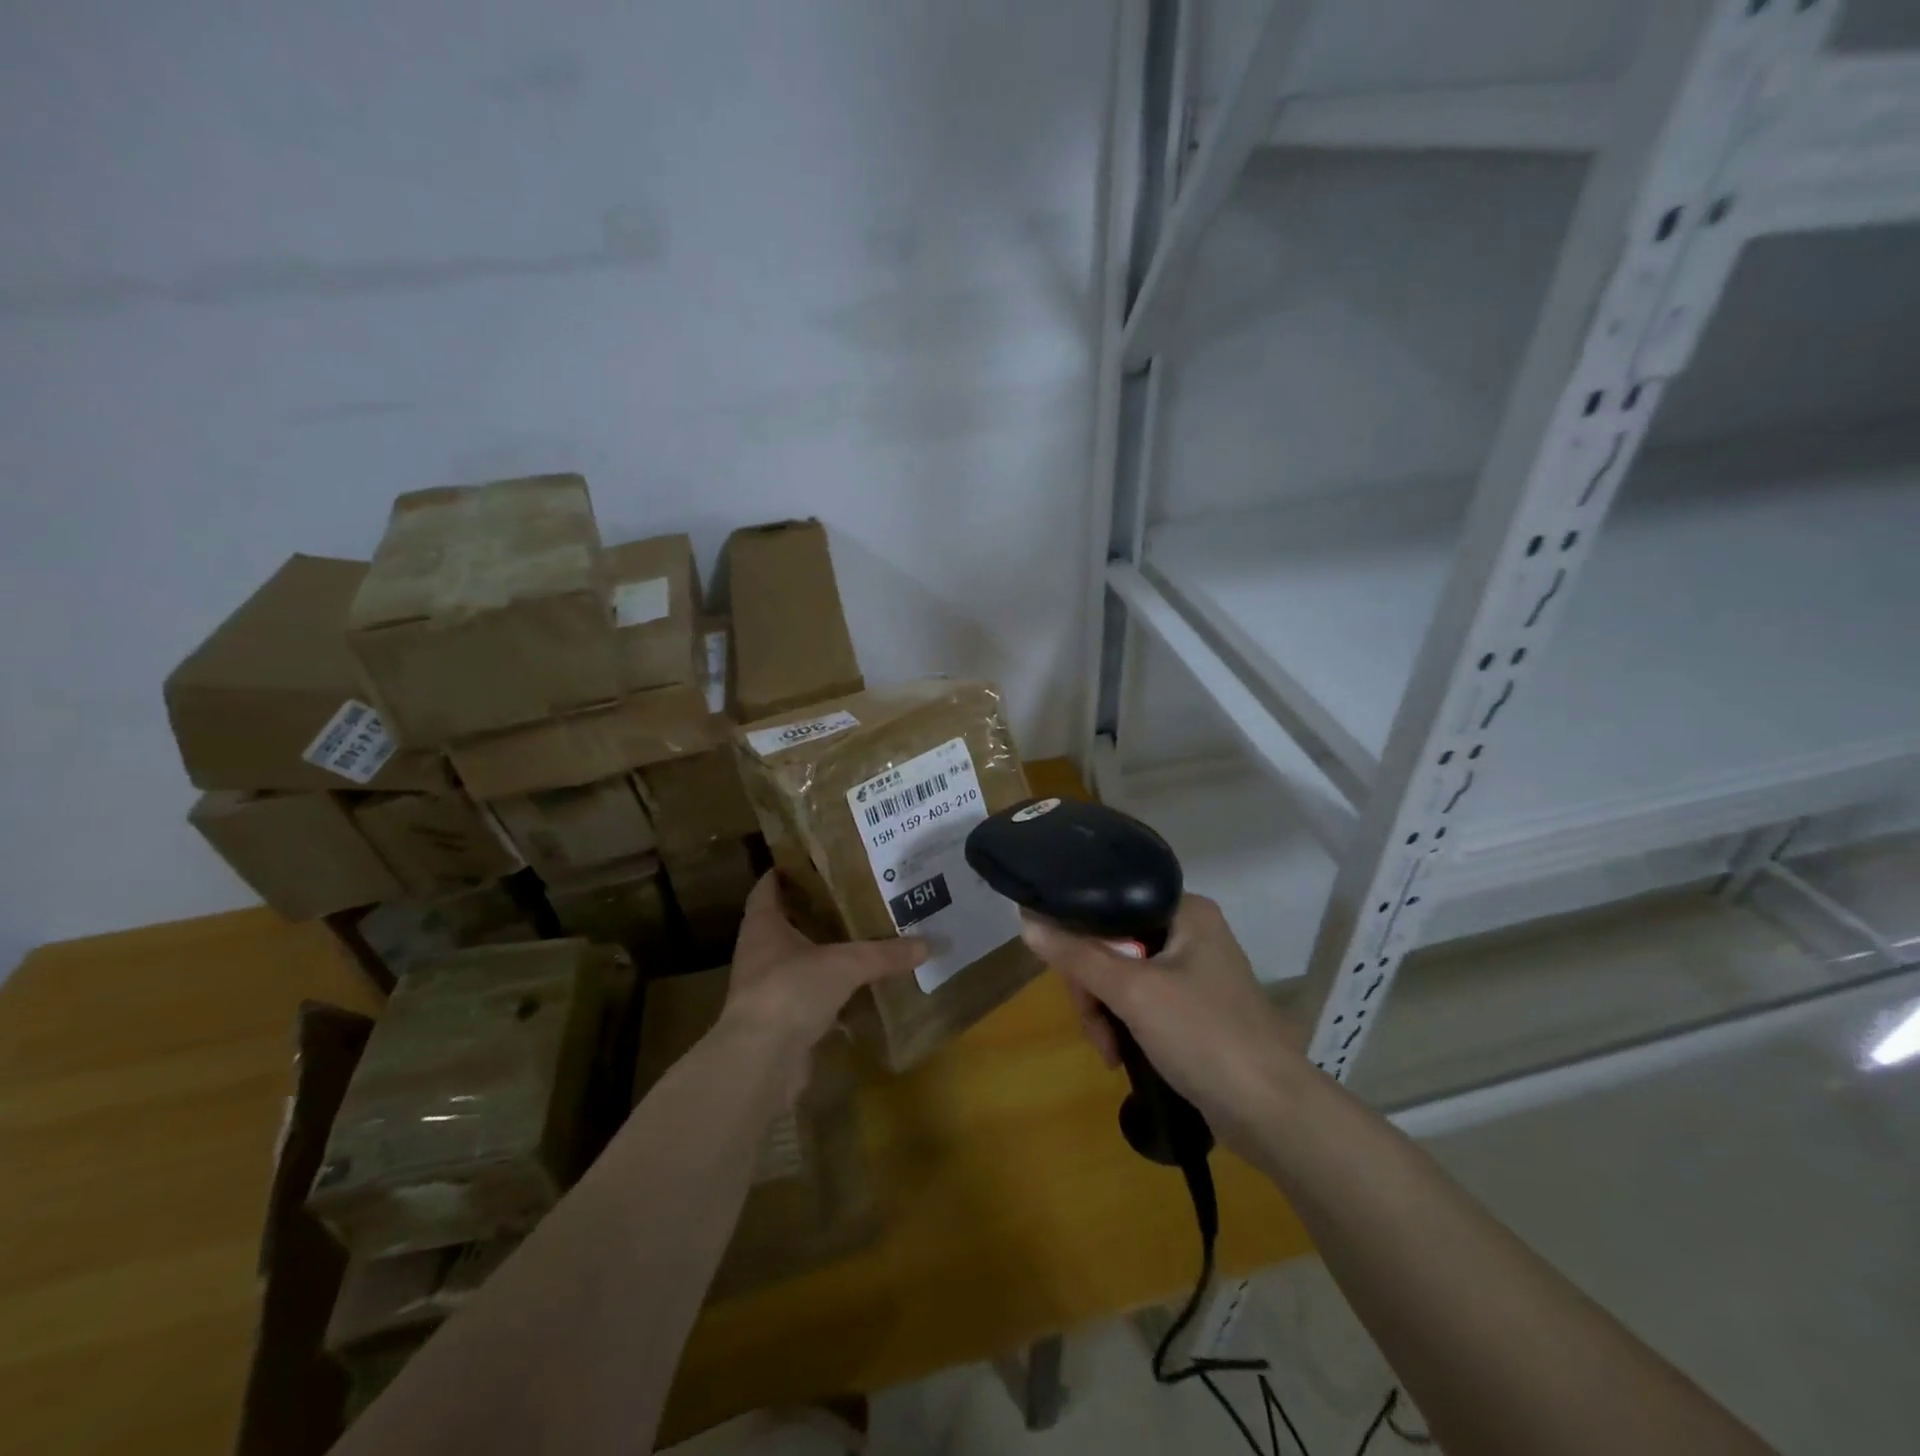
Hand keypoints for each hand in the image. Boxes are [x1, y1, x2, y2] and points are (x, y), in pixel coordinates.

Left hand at [720, 873, 926, 1095]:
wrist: (761, 1061)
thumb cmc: (791, 990)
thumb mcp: (846, 964)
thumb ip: (885, 953)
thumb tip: (929, 943)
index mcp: (763, 926)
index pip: (768, 887)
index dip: (787, 871)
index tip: (816, 860)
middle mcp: (760, 953)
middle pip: (785, 923)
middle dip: (816, 912)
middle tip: (853, 896)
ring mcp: (768, 989)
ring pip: (799, 962)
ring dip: (824, 954)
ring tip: (862, 938)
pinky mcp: (780, 1021)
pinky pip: (809, 998)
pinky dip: (832, 994)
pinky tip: (860, 989)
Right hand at [1020, 894, 1308, 1159]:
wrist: (1272, 1112)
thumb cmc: (1204, 1036)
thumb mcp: (1134, 993)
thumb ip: (1079, 956)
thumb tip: (1028, 922)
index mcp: (1185, 911)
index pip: (1112, 906)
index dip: (1081, 938)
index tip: (1068, 977)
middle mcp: (1191, 932)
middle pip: (1114, 945)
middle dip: (1094, 990)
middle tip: (1095, 1029)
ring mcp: (1195, 972)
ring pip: (1123, 977)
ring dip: (1106, 1014)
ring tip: (1110, 1054)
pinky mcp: (1195, 1009)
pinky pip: (1142, 1002)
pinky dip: (1126, 1026)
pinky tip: (1121, 1056)